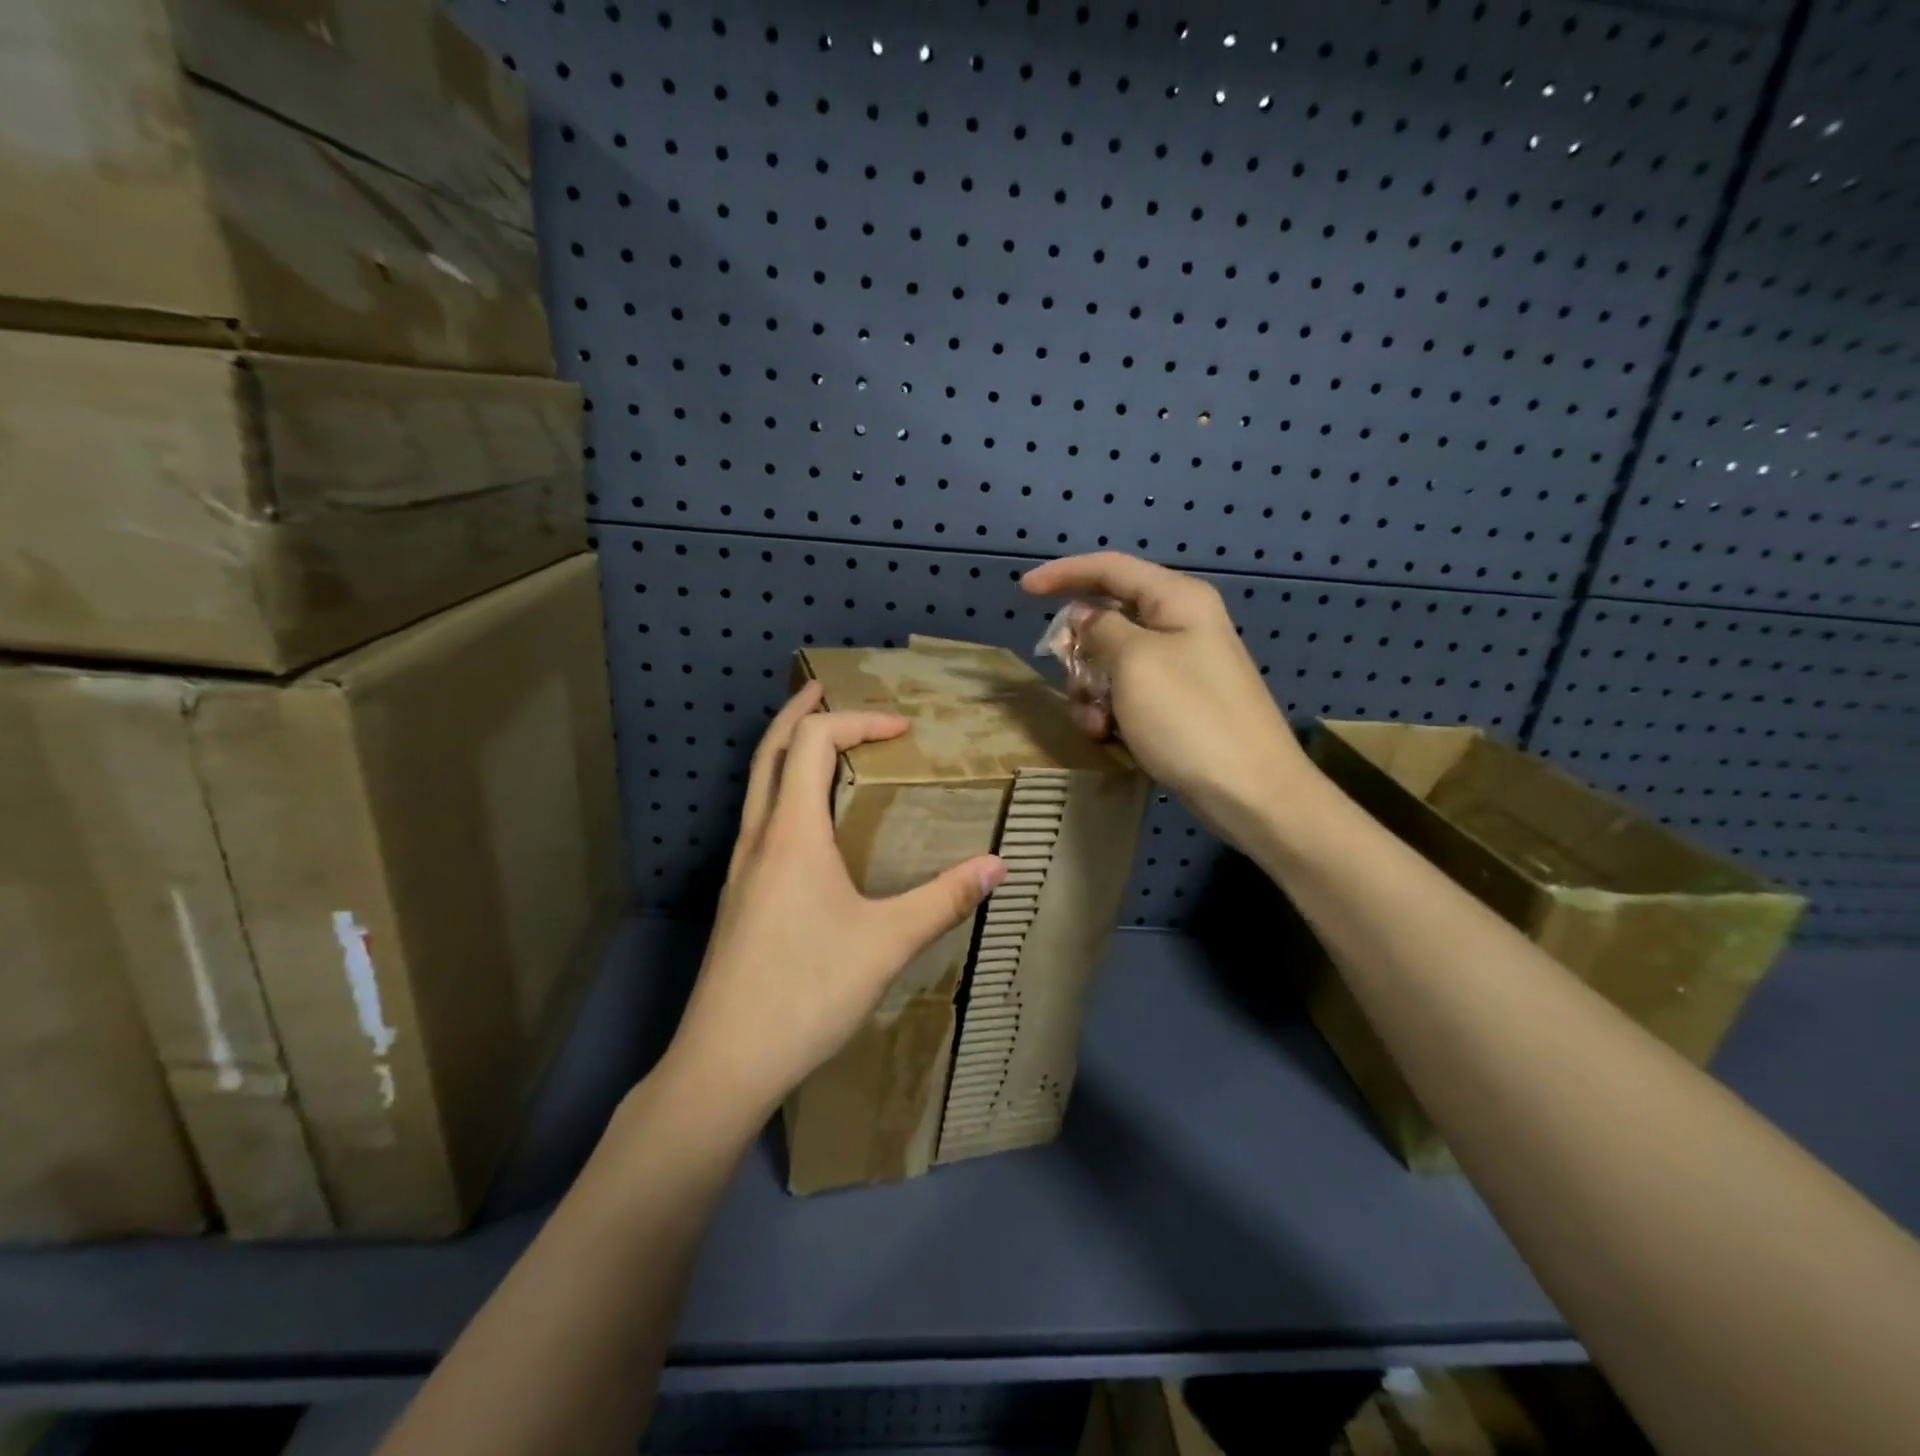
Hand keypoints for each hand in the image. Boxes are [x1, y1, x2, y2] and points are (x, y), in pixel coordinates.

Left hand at [665, 683, 1006, 1125]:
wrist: (725, 1062)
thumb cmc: (807, 992)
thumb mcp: (887, 943)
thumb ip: (944, 899)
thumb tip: (997, 866)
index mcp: (792, 833)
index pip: (813, 741)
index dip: (857, 721)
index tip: (901, 729)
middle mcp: (759, 838)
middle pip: (770, 750)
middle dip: (801, 712)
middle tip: (830, 691)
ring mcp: (742, 868)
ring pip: (759, 785)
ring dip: (787, 751)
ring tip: (823, 745)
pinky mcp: (739, 897)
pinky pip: (761, 820)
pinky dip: (785, 791)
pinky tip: (811, 825)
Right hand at [1022, 552, 1313, 850]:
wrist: (1250, 791)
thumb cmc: (1189, 717)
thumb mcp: (1135, 663)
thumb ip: (1101, 630)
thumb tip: (1086, 618)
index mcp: (1176, 600)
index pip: (1110, 569)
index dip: (1064, 574)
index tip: (1024, 590)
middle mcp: (1180, 625)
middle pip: (1108, 620)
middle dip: (1080, 652)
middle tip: (1069, 680)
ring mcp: (1181, 667)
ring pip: (1113, 662)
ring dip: (1091, 690)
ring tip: (1095, 723)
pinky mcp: (1178, 704)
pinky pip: (1129, 693)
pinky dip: (1110, 711)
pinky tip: (1108, 737)